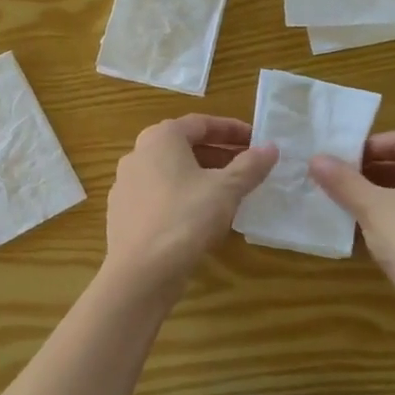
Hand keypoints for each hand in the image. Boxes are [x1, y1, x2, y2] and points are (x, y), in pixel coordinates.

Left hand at [105, 116, 276, 292]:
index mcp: (160, 138)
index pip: (200, 123)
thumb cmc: (185, 219)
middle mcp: (137, 155)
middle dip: (218, 154)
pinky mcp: (123, 213)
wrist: (140, 271)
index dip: (231, 130)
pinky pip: (159, 195)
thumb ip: (250, 166)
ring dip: (200, 176)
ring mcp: (126, 185)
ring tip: (229, 192)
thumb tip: (271, 148)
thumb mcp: (226, 190)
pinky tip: (200, 216)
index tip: (256, 140)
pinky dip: (182, 197)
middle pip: (183, 146)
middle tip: (247, 167)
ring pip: (170, 172)